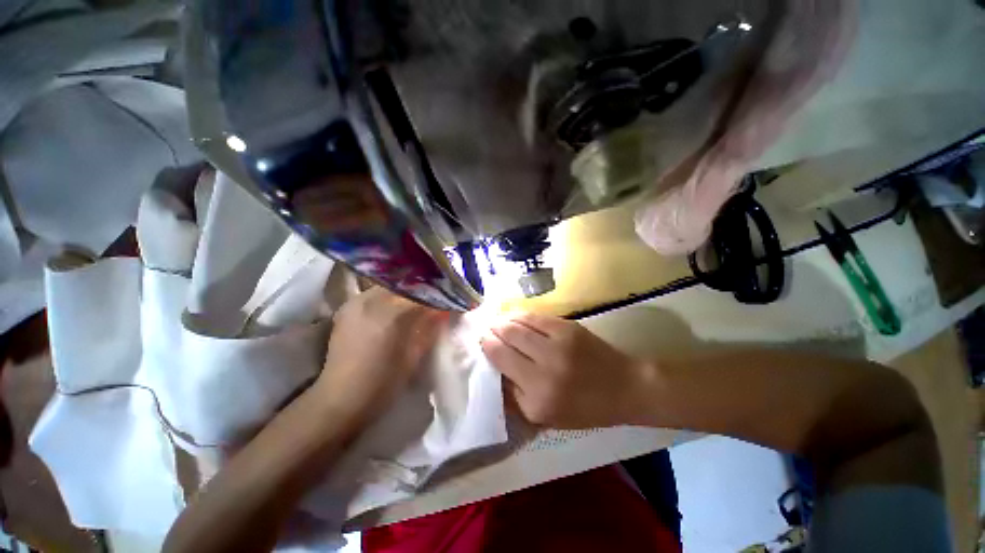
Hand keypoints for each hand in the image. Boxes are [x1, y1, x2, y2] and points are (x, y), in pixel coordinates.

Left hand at [316, 287, 446, 419]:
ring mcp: (356, 301)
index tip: (449, 300)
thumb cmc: (384, 382)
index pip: (424, 292)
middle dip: (423, 290)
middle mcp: (372, 299)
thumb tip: (444, 309)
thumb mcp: (415, 354)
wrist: (342, 398)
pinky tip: (395, 307)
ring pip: (390, 285)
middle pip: (406, 283)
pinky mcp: (347, 307)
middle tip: (435, 299)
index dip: (439, 295)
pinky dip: (390, 296)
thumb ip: (431, 326)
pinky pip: (375, 293)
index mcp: (392, 312)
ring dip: (406, 291)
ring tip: (417, 301)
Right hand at [480, 312, 655, 428]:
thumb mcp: (546, 417)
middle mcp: (544, 368)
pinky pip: (534, 316)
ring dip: (503, 320)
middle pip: (506, 340)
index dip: (487, 347)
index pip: (501, 362)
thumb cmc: (585, 408)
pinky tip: (514, 316)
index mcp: (538, 397)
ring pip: (518, 325)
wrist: (624, 387)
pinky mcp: (567, 327)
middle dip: (491, 331)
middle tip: (486, 328)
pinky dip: (520, 315)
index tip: (481, 341)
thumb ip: (516, 395)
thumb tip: (495, 369)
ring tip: (496, 321)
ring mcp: (557, 344)